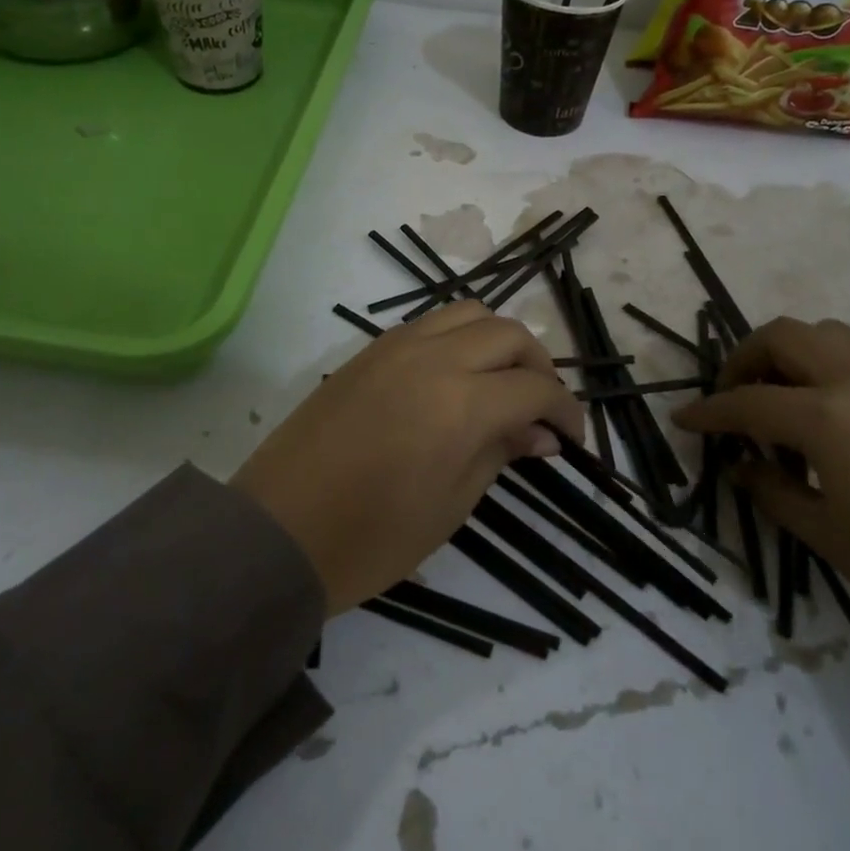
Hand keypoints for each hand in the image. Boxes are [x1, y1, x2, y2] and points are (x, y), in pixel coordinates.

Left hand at [233, 302, 584, 615]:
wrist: (278, 532)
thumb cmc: (371, 538)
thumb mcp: (451, 504)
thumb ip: (500, 452)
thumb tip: (541, 433)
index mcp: (461, 402)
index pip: (534, 387)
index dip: (564, 411)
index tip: (571, 438)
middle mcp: (433, 357)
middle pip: (509, 333)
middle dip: (538, 366)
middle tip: (541, 409)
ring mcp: (396, 346)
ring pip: (469, 312)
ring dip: (499, 340)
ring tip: (501, 382)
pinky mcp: (369, 350)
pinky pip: (429, 323)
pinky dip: (458, 338)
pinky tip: (456, 376)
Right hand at [673, 317, 849, 661]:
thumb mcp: (828, 536)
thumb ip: (772, 491)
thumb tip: (742, 467)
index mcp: (830, 417)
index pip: (748, 400)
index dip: (708, 411)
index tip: (683, 419)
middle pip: (786, 335)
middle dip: (746, 358)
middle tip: (733, 399)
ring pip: (829, 335)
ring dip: (791, 354)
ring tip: (780, 402)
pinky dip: (828, 369)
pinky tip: (828, 419)